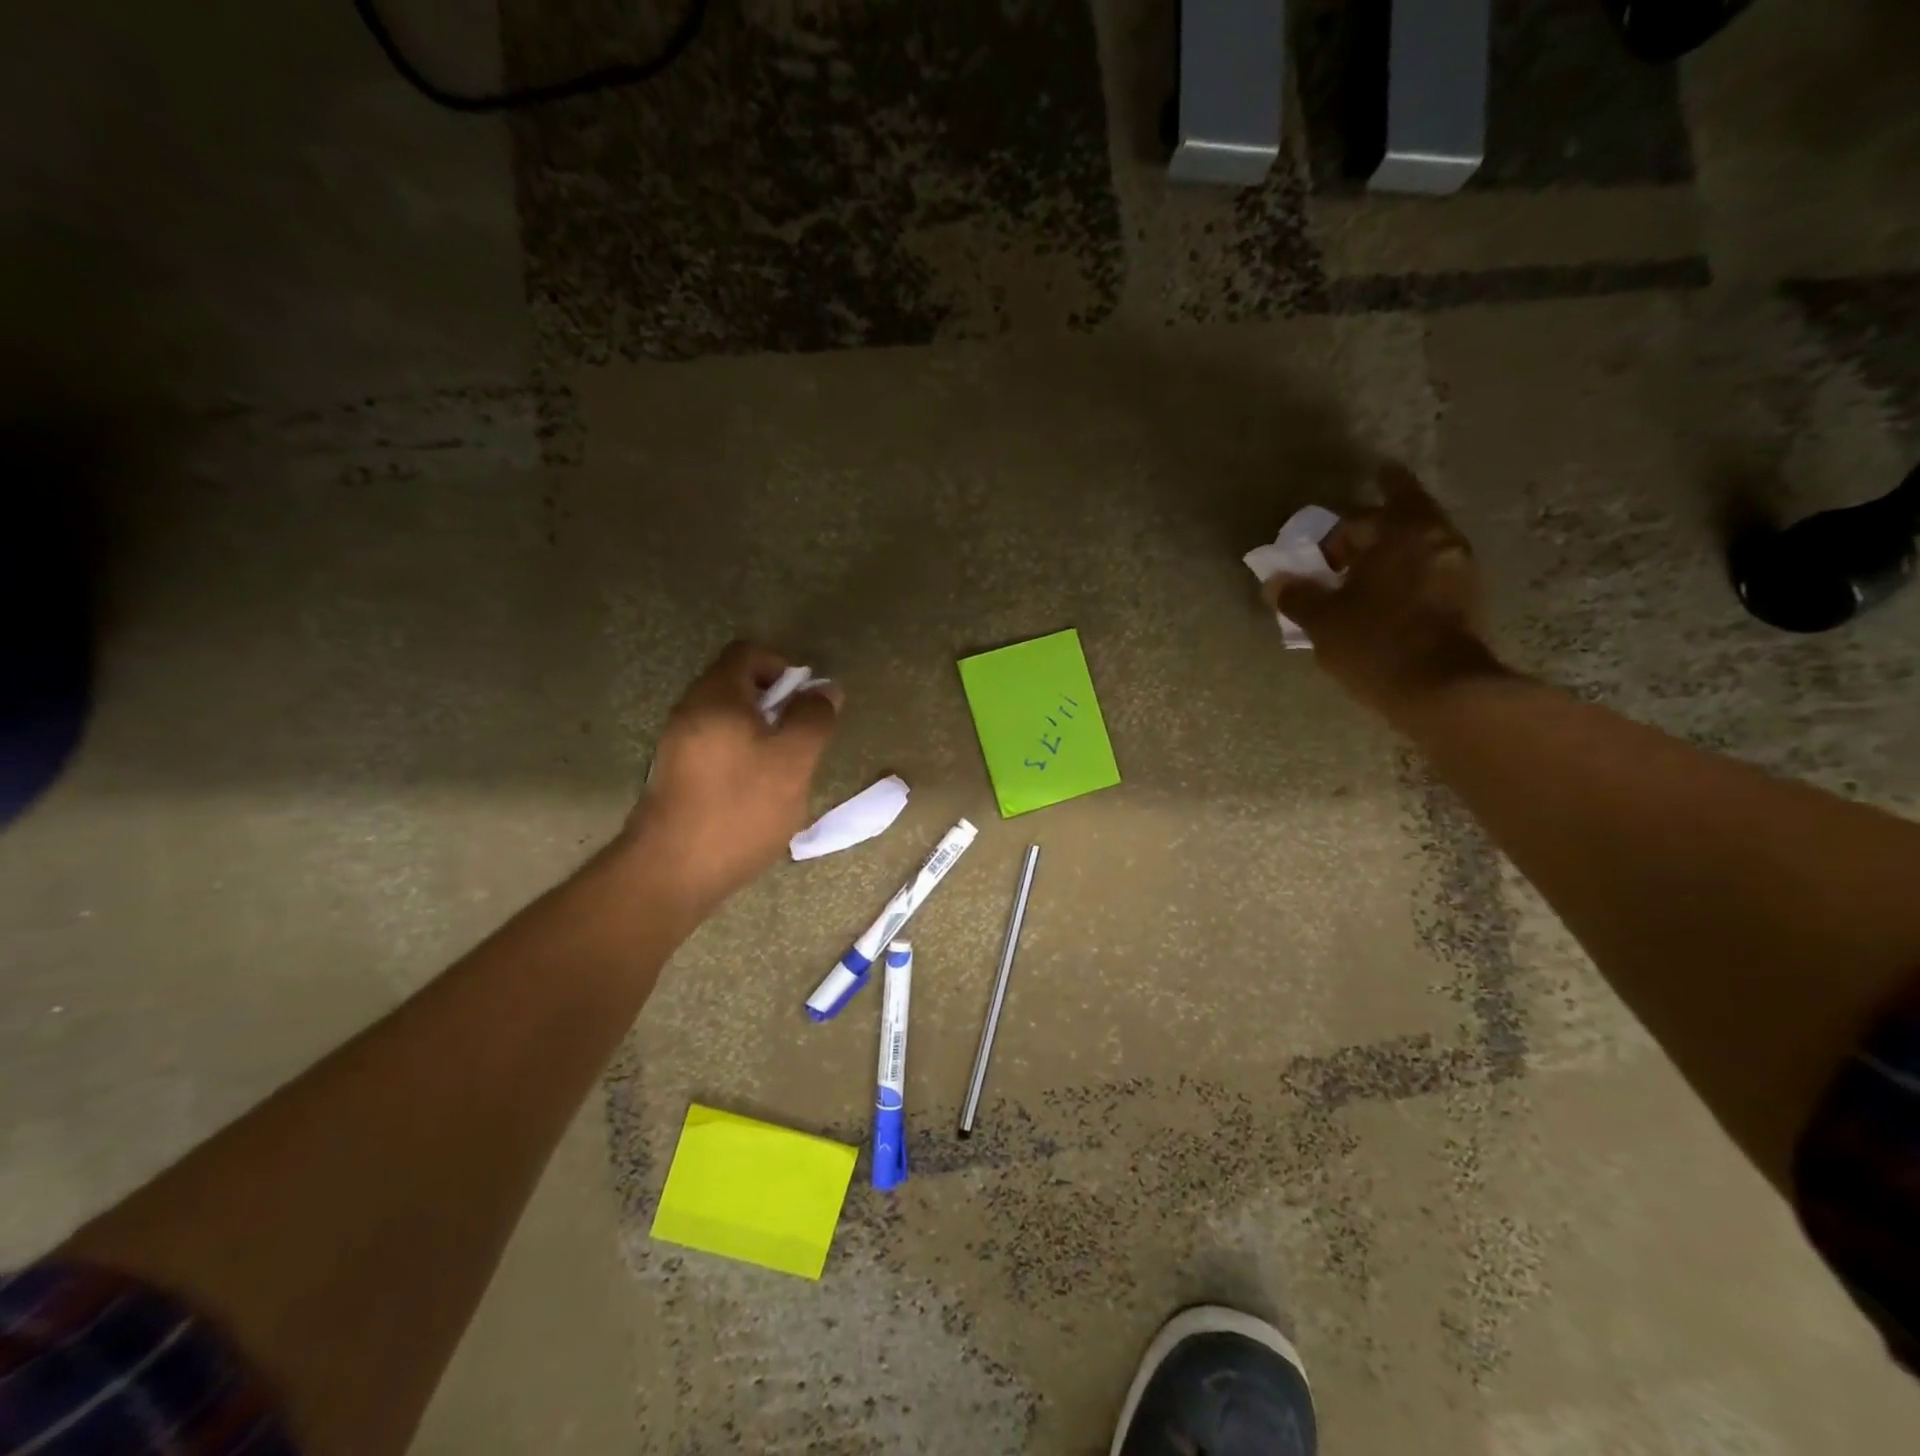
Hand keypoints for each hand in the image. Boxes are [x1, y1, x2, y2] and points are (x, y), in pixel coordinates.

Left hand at [625, 641, 842, 908]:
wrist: (673, 871)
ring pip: (728, 721)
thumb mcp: (794, 760)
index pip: (748, 653)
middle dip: (776, 706)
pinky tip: (755, 795)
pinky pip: (715, 749)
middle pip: (737, 686)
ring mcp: (677, 745)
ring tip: (783, 773)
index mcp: (716, 696)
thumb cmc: (741, 807)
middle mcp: (689, 711)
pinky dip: (741, 758)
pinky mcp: (675, 776)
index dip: (783, 667)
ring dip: (760, 735)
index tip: (805, 703)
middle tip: (800, 741)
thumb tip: (825, 689)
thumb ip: (814, 718)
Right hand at [1265, 465, 1505, 721]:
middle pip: (1403, 516)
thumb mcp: (1322, 621)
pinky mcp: (1470, 598)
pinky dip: (1410, 577)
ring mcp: (1461, 567)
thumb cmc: (1375, 643)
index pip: (1359, 517)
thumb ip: (1296, 595)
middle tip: (1346, 553)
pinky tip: (1390, 603)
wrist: (1440, 689)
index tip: (1317, 562)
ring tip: (1365, 581)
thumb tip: (1276, 582)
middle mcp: (1438, 538)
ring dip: (1394, 554)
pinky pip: (1433, 572)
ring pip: (1421, 545)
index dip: (1332, 537)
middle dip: (1373, 528)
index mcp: (1401, 531)